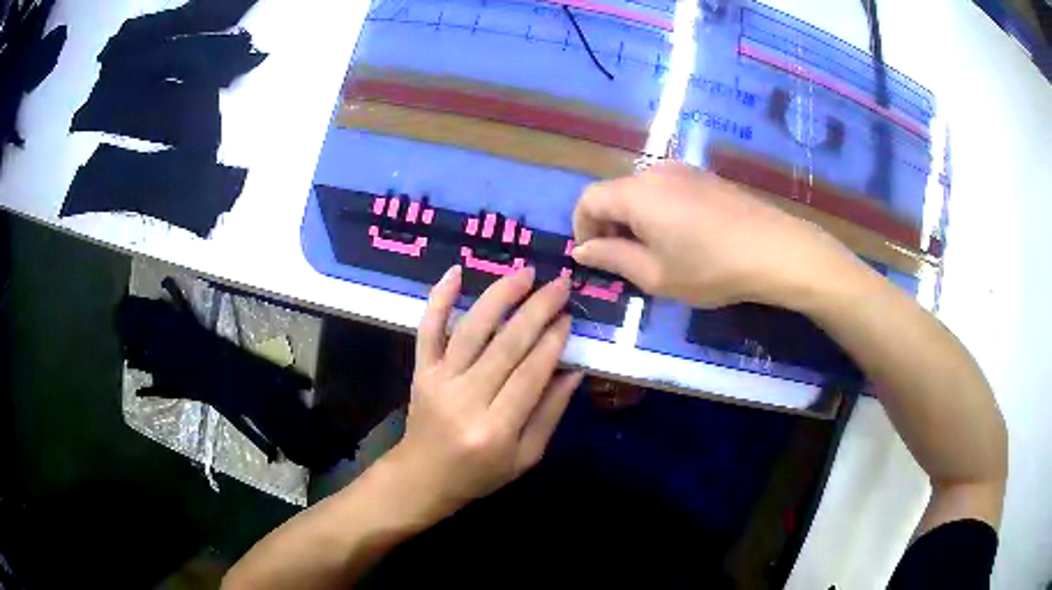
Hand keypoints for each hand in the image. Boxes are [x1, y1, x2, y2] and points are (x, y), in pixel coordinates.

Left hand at [383, 265, 582, 522]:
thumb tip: (574, 370)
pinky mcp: (420, 370)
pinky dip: (439, 299)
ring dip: (499, 296)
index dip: (552, 342)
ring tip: (524, 273)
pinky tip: (456, 272)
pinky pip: (427, 330)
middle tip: (559, 285)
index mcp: (496, 429)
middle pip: (505, 346)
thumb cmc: (480, 473)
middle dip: (536, 310)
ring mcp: (438, 381)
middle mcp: (466, 400)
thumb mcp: (526, 457)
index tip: (569, 316)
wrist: (423, 476)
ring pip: (471, 330)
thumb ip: (550, 413)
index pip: (530, 375)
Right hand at [571, 162, 858, 308]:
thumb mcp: (655, 275)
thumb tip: (583, 250)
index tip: (594, 259)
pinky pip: (666, 190)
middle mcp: (655, 172)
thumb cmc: (710, 267)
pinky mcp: (705, 177)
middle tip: (624, 262)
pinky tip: (682, 238)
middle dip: (608, 226)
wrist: (774, 249)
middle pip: (614, 193)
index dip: (582, 229)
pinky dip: (658, 211)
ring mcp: (683, 171)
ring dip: (634, 220)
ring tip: (655, 253)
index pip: (588, 200)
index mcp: (635, 193)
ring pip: (640, 191)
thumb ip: (612, 258)